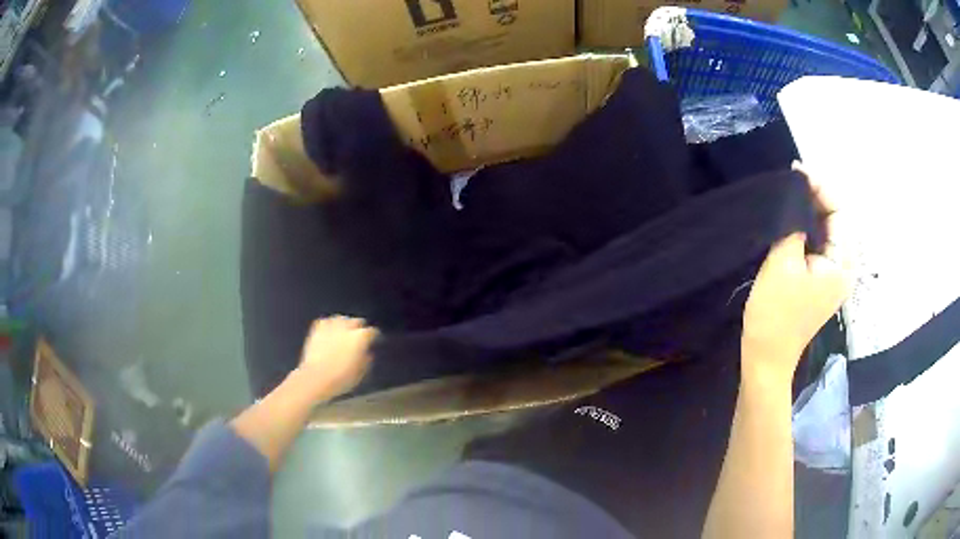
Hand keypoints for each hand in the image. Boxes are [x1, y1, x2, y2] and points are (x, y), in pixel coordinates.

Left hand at [296, 316, 378, 399]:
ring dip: (344, 325)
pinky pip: (326, 321)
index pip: (372, 331)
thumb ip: (367, 359)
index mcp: (360, 337)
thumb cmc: (341, 378)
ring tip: (344, 334)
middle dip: (359, 328)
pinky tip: (330, 332)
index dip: (374, 337)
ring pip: (342, 318)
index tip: (374, 341)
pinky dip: (330, 325)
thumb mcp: (361, 373)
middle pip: (357, 321)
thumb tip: (367, 353)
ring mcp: (331, 326)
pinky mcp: (317, 328)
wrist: (316, 378)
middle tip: (358, 338)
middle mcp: (347, 327)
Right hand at [741, 163, 850, 383]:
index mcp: (842, 264)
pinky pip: (823, 244)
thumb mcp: (783, 262)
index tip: (795, 171)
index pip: (840, 211)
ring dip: (813, 210)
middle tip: (791, 180)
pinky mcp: (824, 281)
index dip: (820, 187)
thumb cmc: (775, 313)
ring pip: (830, 230)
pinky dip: (811, 227)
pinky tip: (794, 219)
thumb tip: (796, 196)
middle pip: (838, 219)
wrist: (767, 358)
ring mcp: (836, 276)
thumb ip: (794, 224)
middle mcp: (845, 268)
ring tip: (791, 193)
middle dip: (817, 196)